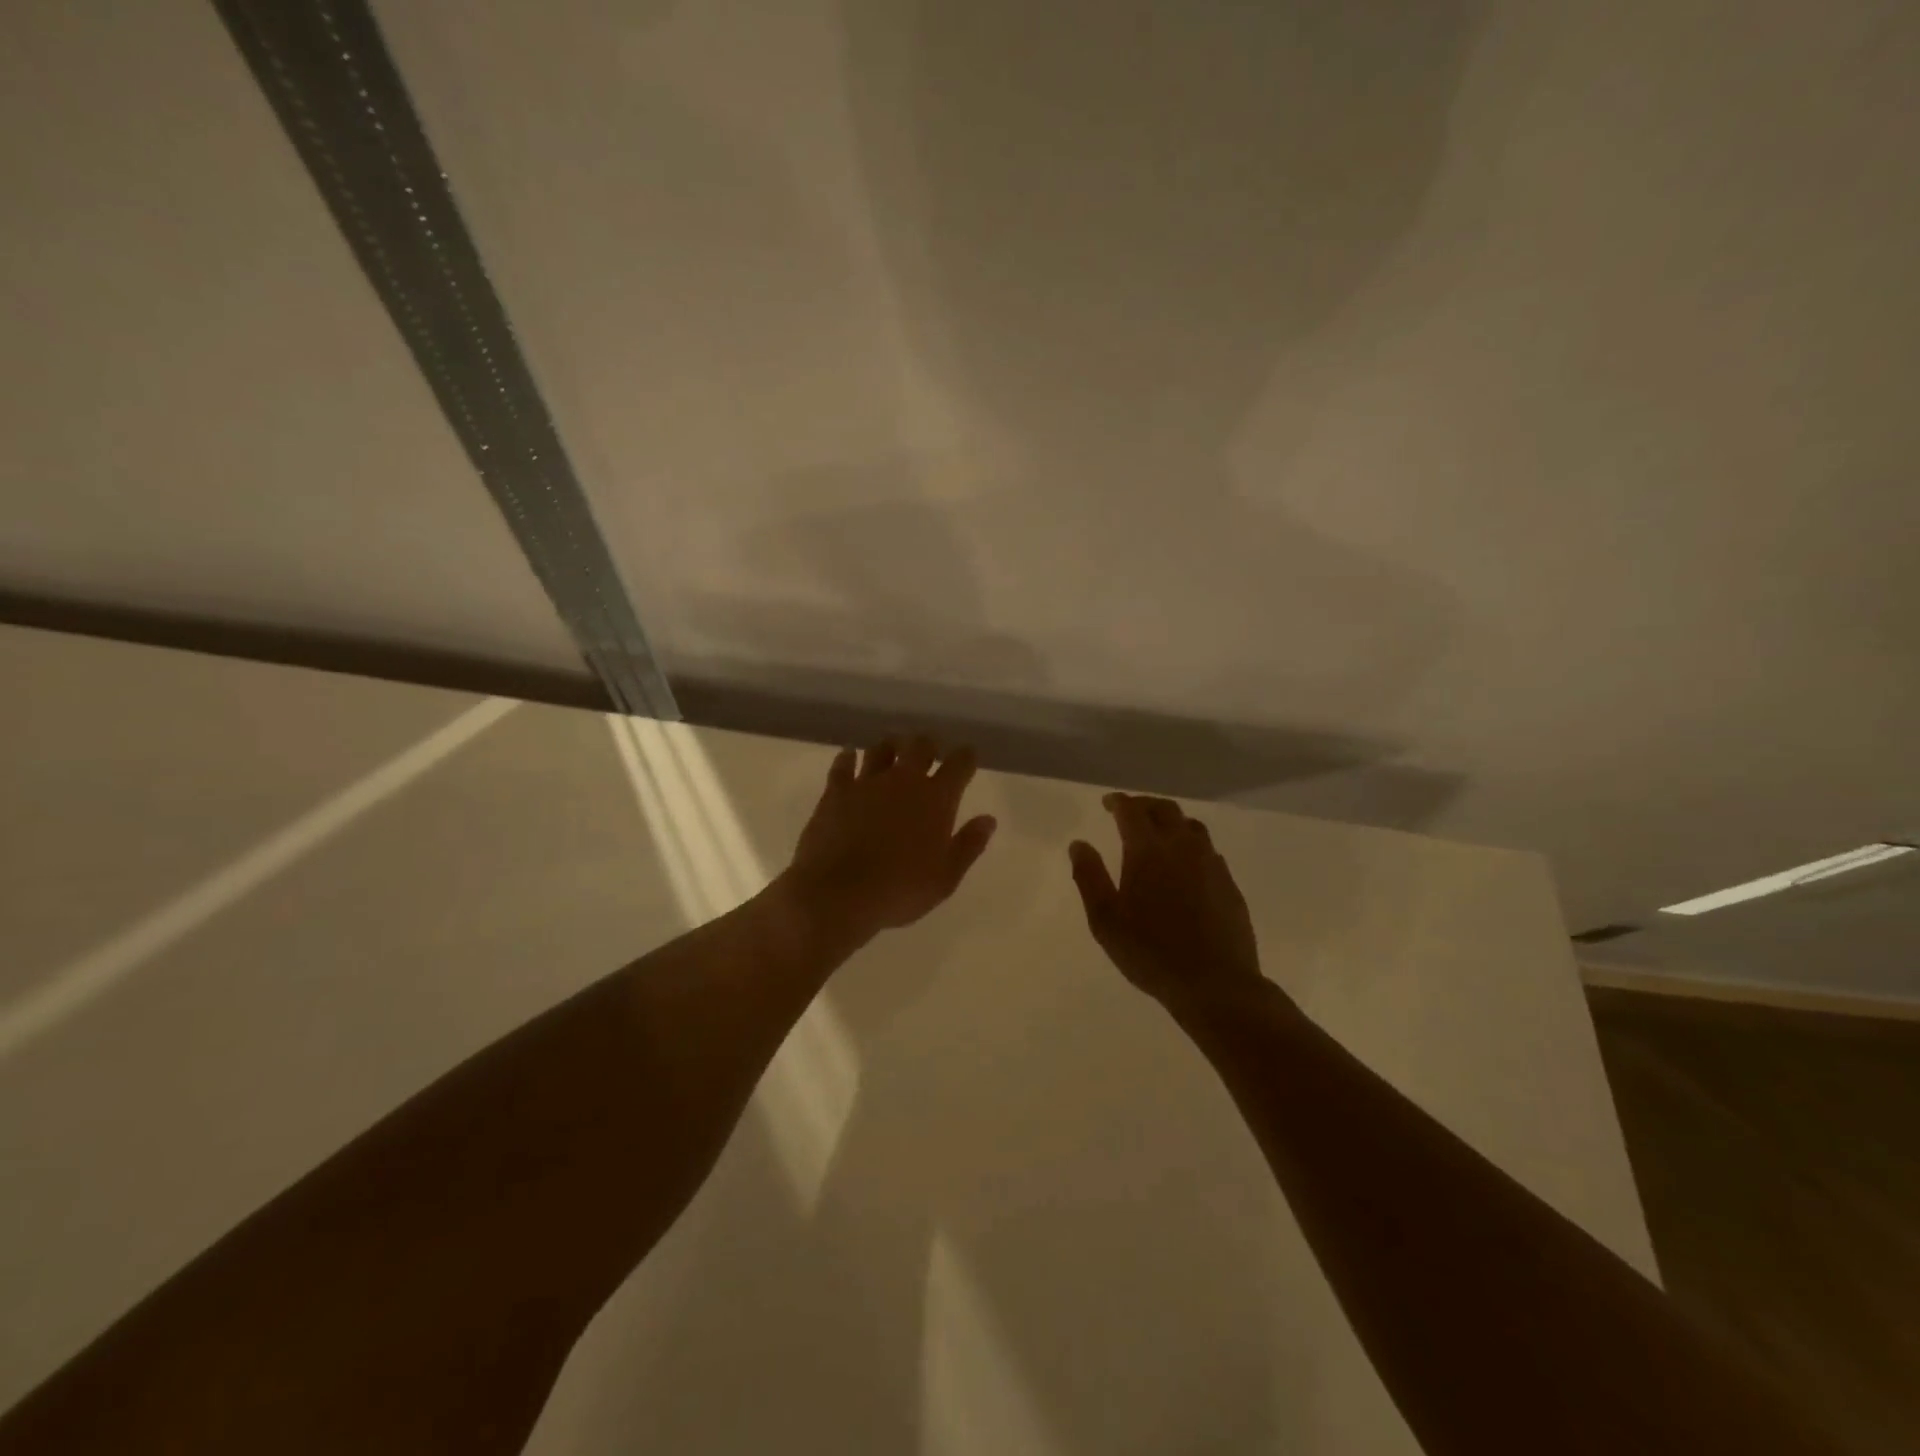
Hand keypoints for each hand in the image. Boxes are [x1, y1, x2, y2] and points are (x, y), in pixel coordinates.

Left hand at [782, 735, 997, 951]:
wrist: (838, 894)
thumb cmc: (900, 890)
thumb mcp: (945, 878)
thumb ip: (969, 845)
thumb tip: (988, 820)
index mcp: (936, 799)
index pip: (959, 764)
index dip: (966, 757)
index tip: (968, 757)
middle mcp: (904, 781)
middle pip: (920, 746)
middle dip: (927, 745)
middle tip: (928, 753)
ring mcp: (867, 782)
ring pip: (881, 749)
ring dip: (890, 747)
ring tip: (891, 751)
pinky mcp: (836, 791)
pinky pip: (843, 764)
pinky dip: (848, 757)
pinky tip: (849, 756)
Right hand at [1070, 794, 1262, 1006]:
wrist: (1215, 984)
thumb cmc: (1151, 953)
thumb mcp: (1105, 920)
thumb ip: (1089, 877)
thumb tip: (1079, 844)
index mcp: (1148, 851)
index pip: (1132, 811)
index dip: (1118, 802)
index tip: (1107, 803)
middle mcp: (1182, 847)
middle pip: (1165, 810)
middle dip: (1144, 805)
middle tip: (1129, 812)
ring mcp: (1211, 864)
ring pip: (1191, 826)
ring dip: (1171, 821)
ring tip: (1158, 833)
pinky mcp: (1229, 884)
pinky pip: (1208, 850)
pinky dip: (1191, 845)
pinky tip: (1186, 865)